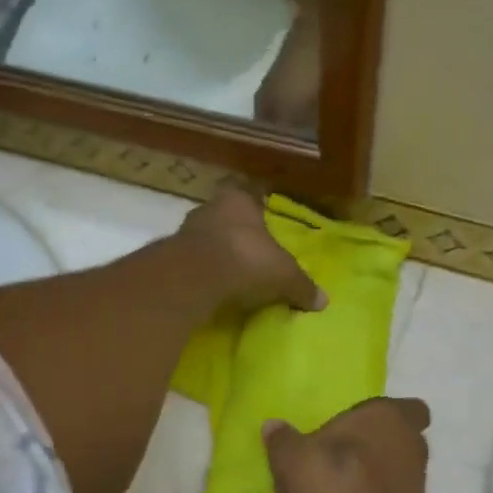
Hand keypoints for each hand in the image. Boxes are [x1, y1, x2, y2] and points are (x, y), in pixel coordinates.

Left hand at [179, 184, 325, 313]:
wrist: (195, 278)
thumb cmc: (247, 260)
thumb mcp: (284, 276)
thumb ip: (301, 286)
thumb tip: (323, 301)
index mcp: (239, 201)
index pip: (247, 192)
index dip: (255, 201)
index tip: (262, 211)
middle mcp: (209, 208)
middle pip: (224, 214)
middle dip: (234, 229)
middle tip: (248, 247)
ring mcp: (185, 232)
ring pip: (204, 236)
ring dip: (215, 251)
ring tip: (229, 270)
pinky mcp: (169, 258)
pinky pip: (190, 261)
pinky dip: (201, 271)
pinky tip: (211, 285)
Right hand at [263, 398, 431, 492]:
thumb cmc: (330, 487)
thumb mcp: (291, 459)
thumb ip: (283, 439)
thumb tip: (274, 426)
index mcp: (388, 417)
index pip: (409, 407)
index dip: (389, 414)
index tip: (362, 424)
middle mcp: (412, 445)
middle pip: (404, 437)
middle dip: (382, 442)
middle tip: (347, 451)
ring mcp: (417, 483)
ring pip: (401, 468)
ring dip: (380, 472)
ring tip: (344, 483)